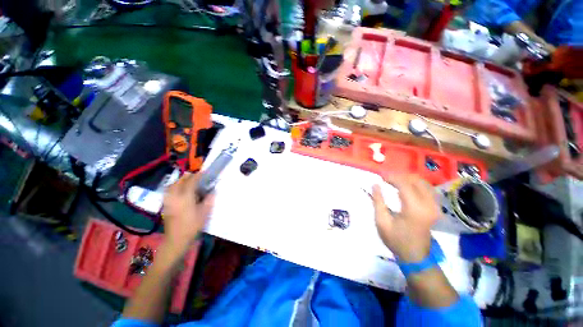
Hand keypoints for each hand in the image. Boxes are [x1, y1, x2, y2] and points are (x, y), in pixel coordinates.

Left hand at [162, 173, 214, 253]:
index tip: (204, 173)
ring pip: (172, 185)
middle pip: (179, 181)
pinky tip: (179, 190)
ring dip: (180, 181)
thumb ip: (209, 200)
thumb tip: (212, 191)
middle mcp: (175, 197)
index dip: (198, 176)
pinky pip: (169, 191)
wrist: (176, 239)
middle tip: (196, 176)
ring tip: (187, 181)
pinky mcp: (165, 205)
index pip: (191, 182)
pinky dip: (174, 187)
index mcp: (185, 198)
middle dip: (188, 176)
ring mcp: (168, 201)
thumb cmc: (192, 226)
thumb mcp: (204, 213)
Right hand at [372, 173, 439, 262]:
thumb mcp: (381, 222)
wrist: (415, 256)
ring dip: (408, 179)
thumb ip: (378, 201)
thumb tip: (376, 184)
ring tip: (394, 182)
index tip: (381, 176)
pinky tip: (406, 187)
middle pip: (416, 180)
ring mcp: (435, 206)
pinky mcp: (435, 208)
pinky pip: (428, 189)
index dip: (392, 177)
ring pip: (423, 183)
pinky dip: (416, 184)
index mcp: (414, 209)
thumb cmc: (396, 240)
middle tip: (386, 179)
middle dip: (400, 176)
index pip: (404, 184)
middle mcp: (428, 205)